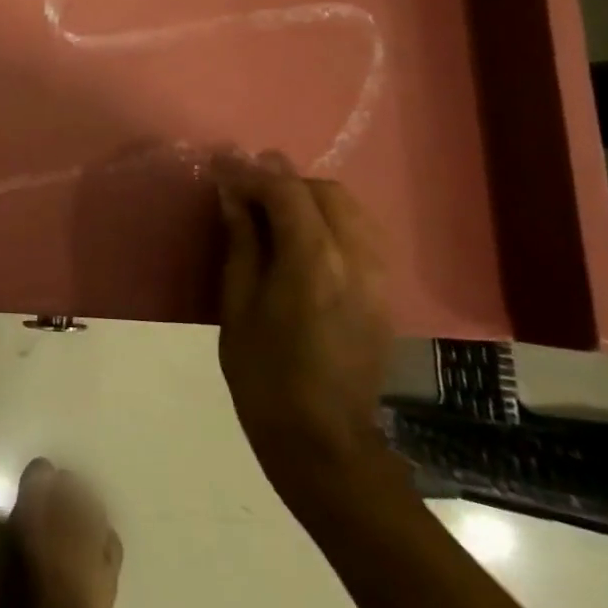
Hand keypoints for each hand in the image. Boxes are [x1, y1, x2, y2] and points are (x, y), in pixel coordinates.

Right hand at [212, 148, 394, 508]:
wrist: (323, 441)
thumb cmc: (264, 375)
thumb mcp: (237, 306)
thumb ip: (241, 243)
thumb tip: (234, 197)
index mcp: (313, 262)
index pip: (286, 192)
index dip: (252, 174)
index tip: (223, 166)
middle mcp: (355, 259)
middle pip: (326, 192)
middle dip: (285, 182)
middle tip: (247, 192)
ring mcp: (377, 276)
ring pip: (351, 209)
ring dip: (311, 199)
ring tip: (273, 213)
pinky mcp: (384, 293)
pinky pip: (362, 234)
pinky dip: (332, 221)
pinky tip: (303, 240)